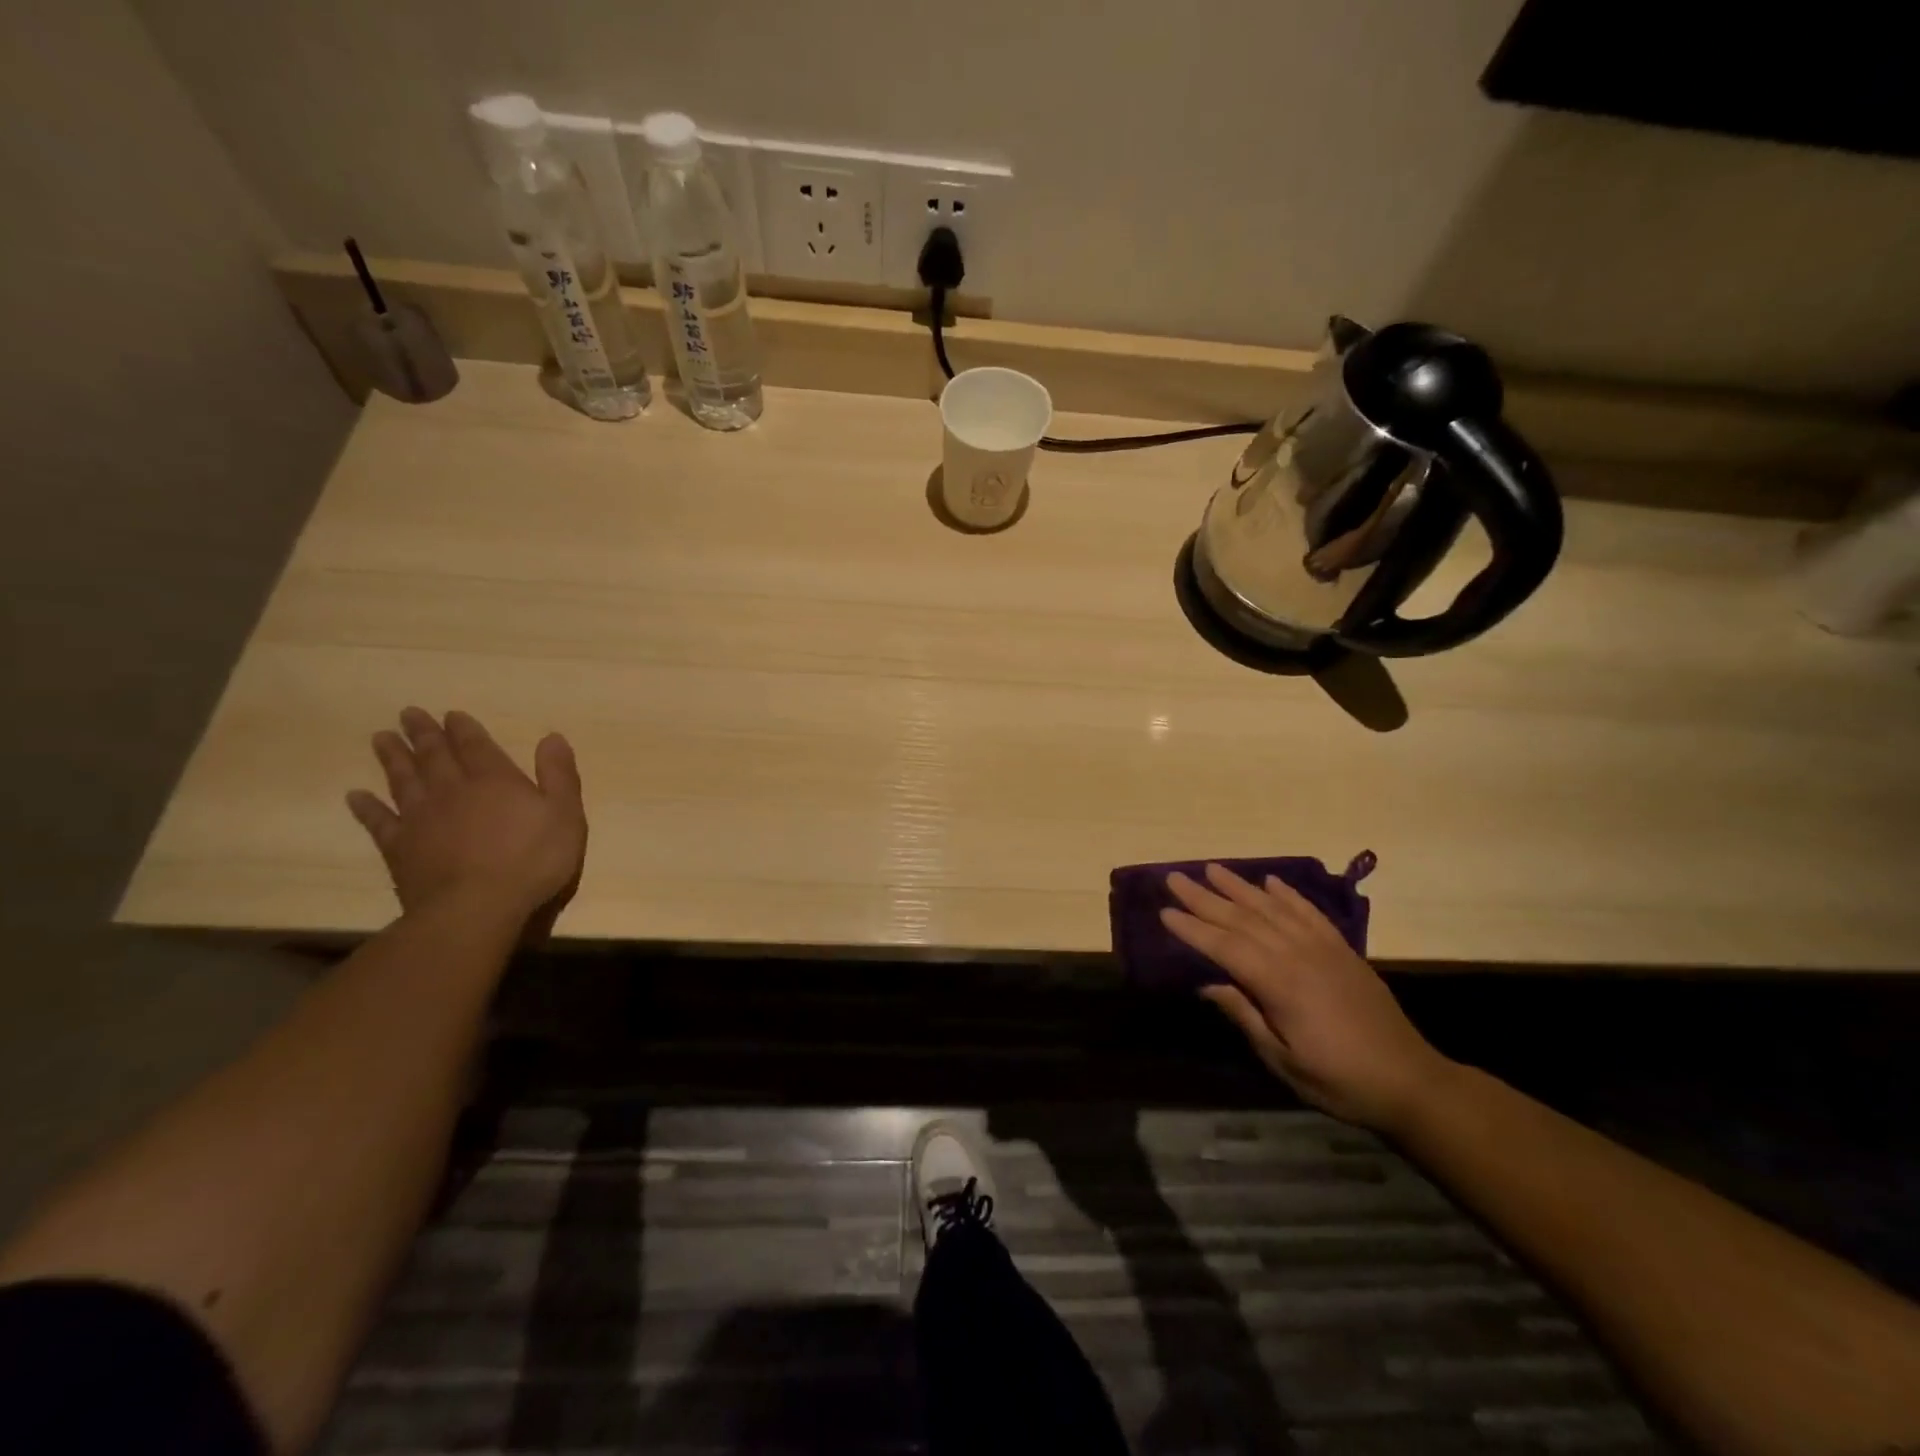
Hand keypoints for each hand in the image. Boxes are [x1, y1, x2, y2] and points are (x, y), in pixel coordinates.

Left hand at [346, 708, 586, 934]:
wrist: (476, 907)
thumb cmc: (532, 859)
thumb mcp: (565, 815)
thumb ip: (559, 775)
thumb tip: (552, 737)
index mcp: (495, 780)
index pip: (476, 745)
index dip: (464, 729)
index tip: (451, 714)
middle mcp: (453, 790)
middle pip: (435, 756)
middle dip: (423, 734)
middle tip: (408, 714)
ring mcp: (421, 819)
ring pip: (404, 780)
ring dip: (393, 758)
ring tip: (381, 738)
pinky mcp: (399, 848)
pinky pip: (379, 821)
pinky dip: (367, 807)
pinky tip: (356, 796)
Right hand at [1162, 864, 1453, 1132]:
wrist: (1411, 1081)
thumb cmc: (1339, 1080)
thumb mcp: (1283, 1060)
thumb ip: (1245, 1016)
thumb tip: (1207, 984)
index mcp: (1279, 984)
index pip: (1224, 946)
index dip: (1193, 929)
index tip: (1165, 910)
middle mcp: (1297, 954)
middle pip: (1242, 919)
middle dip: (1205, 898)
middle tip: (1174, 878)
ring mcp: (1323, 948)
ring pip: (1272, 908)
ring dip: (1239, 887)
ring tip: (1212, 869)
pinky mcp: (1343, 950)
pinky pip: (1309, 912)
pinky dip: (1288, 894)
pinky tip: (1270, 881)